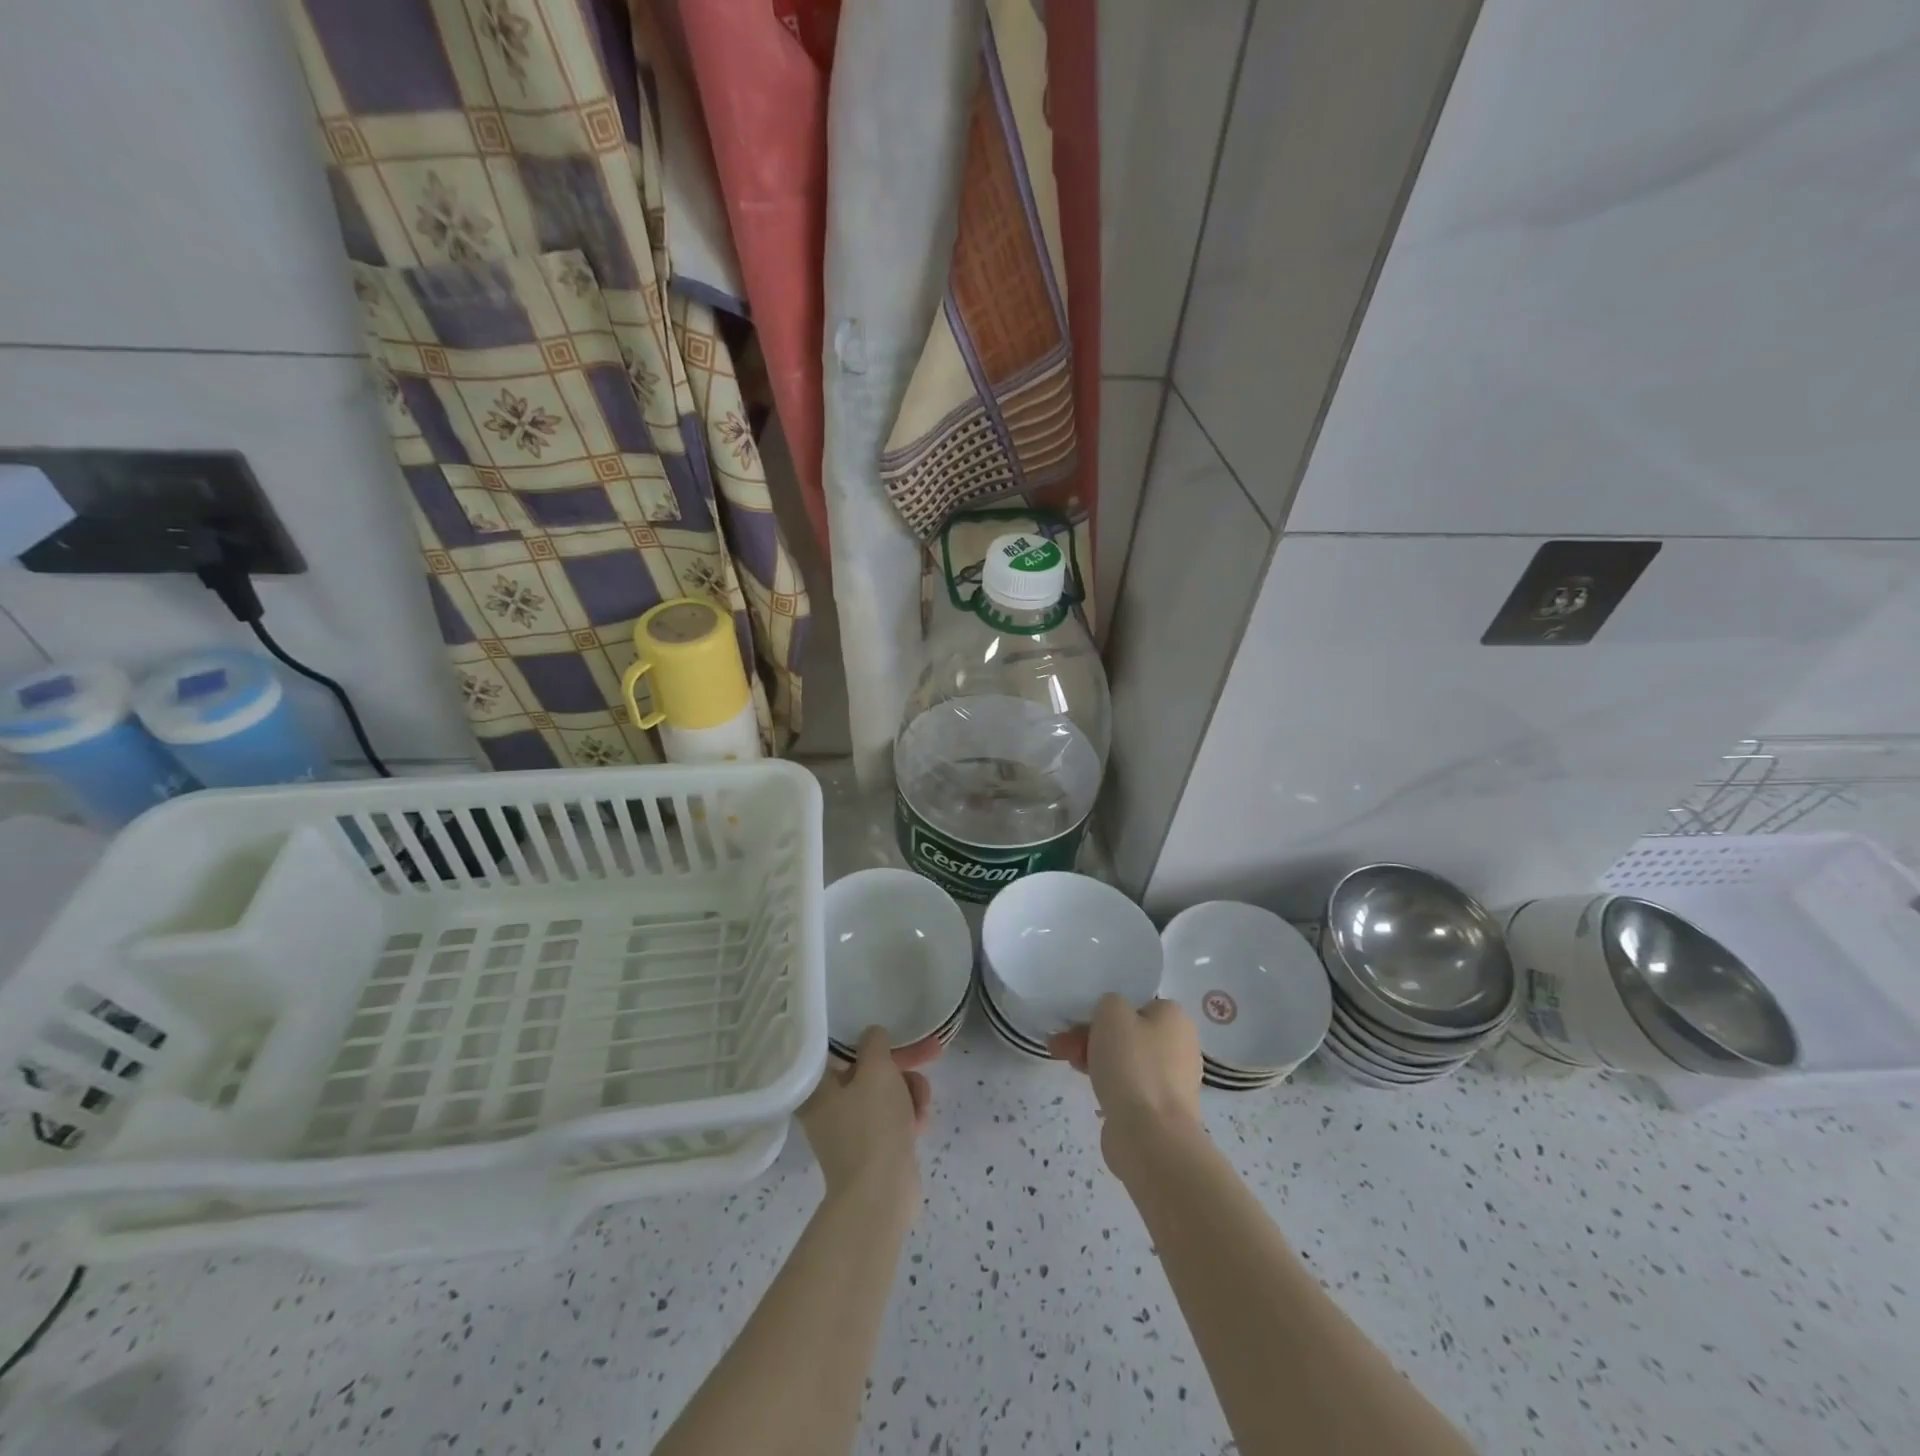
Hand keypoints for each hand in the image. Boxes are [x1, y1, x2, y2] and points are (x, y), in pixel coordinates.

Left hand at [799, 1026, 931, 1209]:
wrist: (881, 1196)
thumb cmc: (872, 1125)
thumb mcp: (877, 1071)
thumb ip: (875, 1043)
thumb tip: (872, 1035)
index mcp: (818, 1088)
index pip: (842, 1049)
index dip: (874, 1037)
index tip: (898, 1033)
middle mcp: (828, 1107)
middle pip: (870, 1071)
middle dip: (903, 1065)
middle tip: (933, 1051)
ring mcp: (850, 1131)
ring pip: (886, 1094)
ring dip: (909, 1092)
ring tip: (922, 1104)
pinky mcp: (870, 1150)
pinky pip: (891, 1119)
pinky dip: (908, 1116)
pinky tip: (920, 1123)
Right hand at [1050, 995, 1203, 1179]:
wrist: (1150, 1135)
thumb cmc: (1132, 1064)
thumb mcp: (1111, 1012)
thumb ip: (1109, 1003)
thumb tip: (1111, 1021)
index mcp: (1176, 1018)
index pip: (1136, 1005)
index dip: (1105, 1013)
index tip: (1080, 1023)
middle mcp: (1181, 1047)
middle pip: (1128, 1034)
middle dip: (1091, 1037)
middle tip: (1061, 1046)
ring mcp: (1173, 1082)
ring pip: (1126, 1061)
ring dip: (1095, 1060)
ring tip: (1068, 1065)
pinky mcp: (1161, 1111)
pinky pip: (1130, 1089)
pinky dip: (1110, 1087)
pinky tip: (1092, 1092)